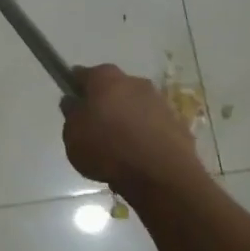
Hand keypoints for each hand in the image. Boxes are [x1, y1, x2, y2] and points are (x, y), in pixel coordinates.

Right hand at [60, 63, 204, 199]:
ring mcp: (159, 101)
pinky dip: (147, 136)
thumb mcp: (72, 135)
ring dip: (128, 120)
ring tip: (119, 149)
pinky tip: (140, 158)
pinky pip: (154, 126)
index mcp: (105, 78)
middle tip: (95, 129)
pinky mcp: (178, 123)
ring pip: (136, 106)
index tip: (73, 106)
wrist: (161, 175)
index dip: (76, 89)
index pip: (83, 75)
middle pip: (113, 89)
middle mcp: (134, 82)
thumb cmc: (107, 149)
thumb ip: (71, 115)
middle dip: (105, 104)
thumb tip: (74, 102)